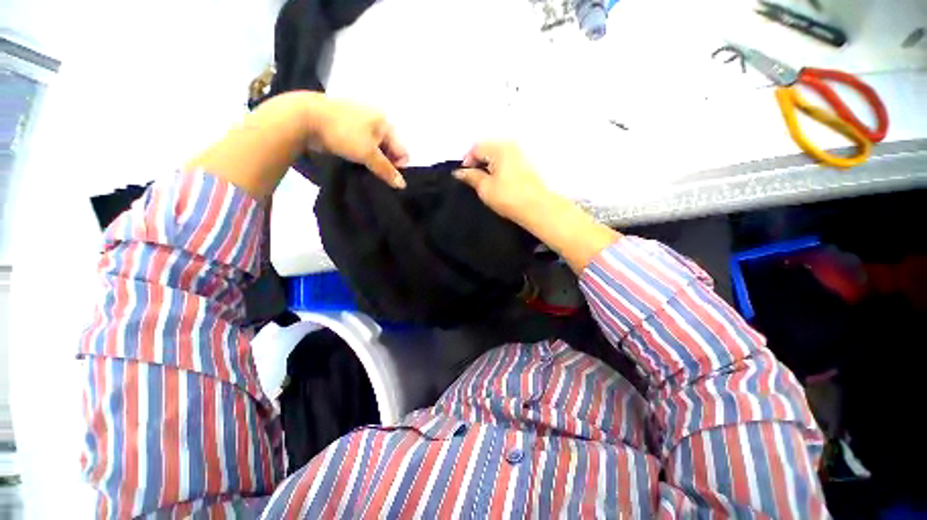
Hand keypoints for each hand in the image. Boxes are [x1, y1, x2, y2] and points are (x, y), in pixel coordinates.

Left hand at [311, 98, 409, 188]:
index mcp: (386, 122)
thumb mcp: (368, 154)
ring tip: (364, 169)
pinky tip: (356, 162)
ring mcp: (361, 123)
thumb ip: (387, 170)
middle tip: (375, 173)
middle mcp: (377, 120)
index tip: (386, 175)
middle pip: (389, 149)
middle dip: (385, 163)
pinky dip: (362, 155)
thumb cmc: (343, 132)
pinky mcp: (348, 128)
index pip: (401, 150)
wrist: (305, 118)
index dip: (397, 166)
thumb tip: (402, 185)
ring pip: (375, 148)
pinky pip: (362, 145)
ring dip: (373, 161)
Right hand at [455, 141, 620, 271]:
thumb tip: (459, 172)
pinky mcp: (528, 163)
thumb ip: (471, 177)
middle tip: (473, 178)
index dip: (467, 160)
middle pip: (488, 148)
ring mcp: (522, 153)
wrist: (538, 208)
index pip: (477, 147)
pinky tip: (499, 181)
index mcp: (499, 148)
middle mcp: (512, 145)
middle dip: (478, 161)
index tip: (463, 175)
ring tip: (485, 181)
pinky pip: (508, 160)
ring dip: (489, 164)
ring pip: (498, 154)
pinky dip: (499, 167)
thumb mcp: (485, 188)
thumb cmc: (509, 197)